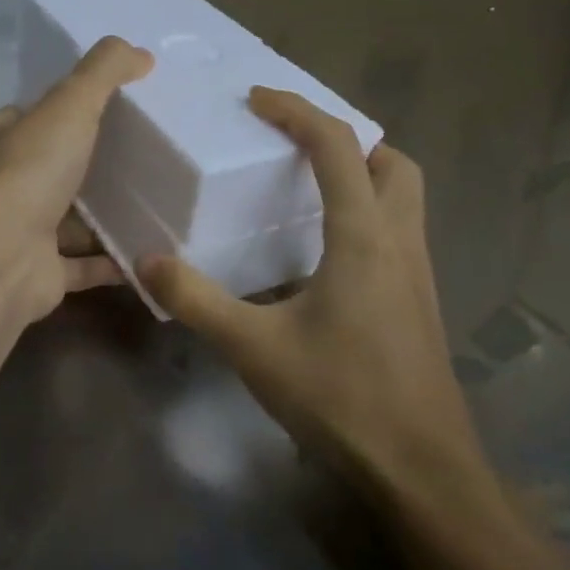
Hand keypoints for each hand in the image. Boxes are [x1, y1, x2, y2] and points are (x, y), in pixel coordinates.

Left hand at [0, 36, 153, 328]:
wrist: (1, 256)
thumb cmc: (30, 170)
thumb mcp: (70, 104)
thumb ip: (104, 72)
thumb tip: (142, 53)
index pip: (27, 117)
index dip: (60, 110)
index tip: (104, 107)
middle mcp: (4, 187)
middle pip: (51, 169)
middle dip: (89, 165)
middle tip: (140, 156)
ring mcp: (21, 233)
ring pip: (68, 220)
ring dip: (104, 216)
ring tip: (154, 202)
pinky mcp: (41, 275)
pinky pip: (84, 266)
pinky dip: (113, 260)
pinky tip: (150, 253)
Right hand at [139, 88, 490, 501]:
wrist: (422, 470)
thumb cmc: (342, 398)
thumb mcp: (254, 348)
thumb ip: (197, 301)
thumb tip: (147, 263)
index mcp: (363, 237)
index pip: (337, 146)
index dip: (297, 110)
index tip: (257, 99)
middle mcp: (399, 241)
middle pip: (391, 161)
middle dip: (347, 138)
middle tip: (297, 144)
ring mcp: (417, 273)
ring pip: (403, 196)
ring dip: (363, 173)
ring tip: (308, 184)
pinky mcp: (418, 301)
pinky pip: (398, 230)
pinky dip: (367, 212)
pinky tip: (324, 248)